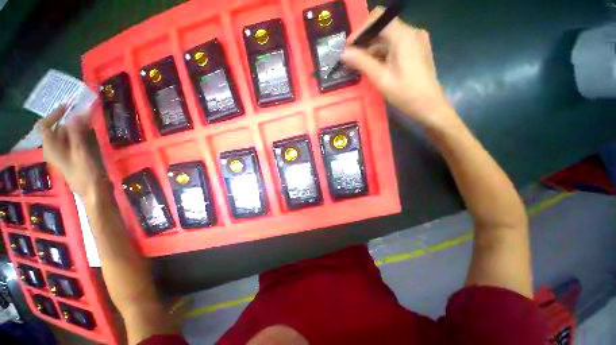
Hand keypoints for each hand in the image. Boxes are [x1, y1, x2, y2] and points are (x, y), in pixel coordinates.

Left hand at [37, 105, 103, 199]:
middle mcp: (54, 149)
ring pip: (67, 135)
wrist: (94, 190)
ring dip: (77, 126)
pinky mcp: (73, 157)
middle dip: (70, 120)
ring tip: (90, 121)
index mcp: (51, 147)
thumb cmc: (85, 172)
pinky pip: (74, 141)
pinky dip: (81, 134)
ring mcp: (64, 153)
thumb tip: (75, 115)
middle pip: (57, 129)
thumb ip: (76, 133)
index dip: (54, 114)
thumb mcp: (81, 151)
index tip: (68, 106)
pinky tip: (91, 132)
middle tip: (85, 113)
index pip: (45, 126)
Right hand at [341, 7, 456, 128]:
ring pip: (388, 38)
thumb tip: (343, 53)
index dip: (360, 30)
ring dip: (372, 50)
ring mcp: (415, 40)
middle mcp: (411, 32)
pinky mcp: (416, 49)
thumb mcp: (381, 79)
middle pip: (383, 28)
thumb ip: (362, 63)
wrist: (429, 106)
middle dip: (365, 42)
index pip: (378, 18)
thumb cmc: (405, 94)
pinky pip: (395, 45)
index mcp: (403, 36)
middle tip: (351, 60)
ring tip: (360, 67)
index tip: (348, 48)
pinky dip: (382, 54)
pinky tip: (375, 67)